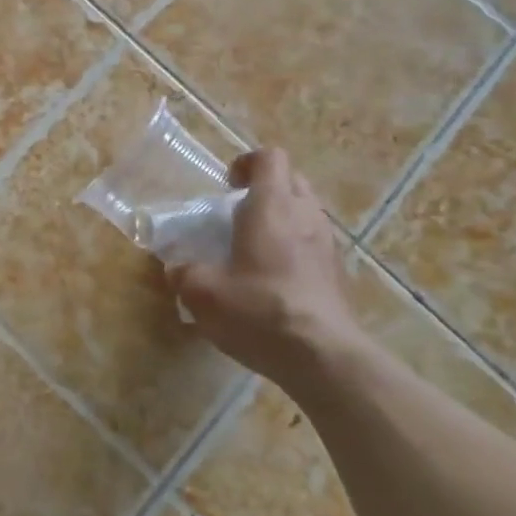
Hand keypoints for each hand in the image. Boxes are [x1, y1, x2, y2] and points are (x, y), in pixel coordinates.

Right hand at [167, 149, 365, 386]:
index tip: (227, 186)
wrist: (324, 358)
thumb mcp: (203, 294)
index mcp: (272, 206)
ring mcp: (328, 244)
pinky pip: (316, 244)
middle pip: (291, 180)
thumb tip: (176, 269)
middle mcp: (305, 215)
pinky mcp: (339, 274)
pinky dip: (297, 249)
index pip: (268, 157)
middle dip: (265, 189)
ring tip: (256, 249)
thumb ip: (185, 274)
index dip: (246, 163)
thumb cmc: (260, 311)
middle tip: (238, 215)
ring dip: (283, 219)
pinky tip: (277, 281)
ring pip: (307, 212)